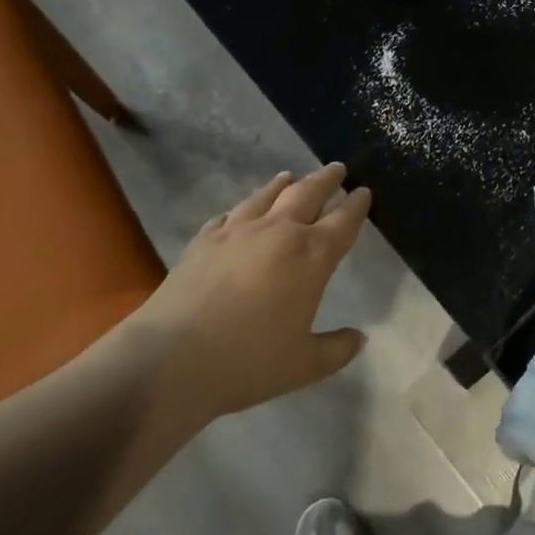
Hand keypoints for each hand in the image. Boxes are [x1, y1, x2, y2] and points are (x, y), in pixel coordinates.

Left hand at [135, 163, 372, 425]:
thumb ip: (336, 349)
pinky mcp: (203, 242)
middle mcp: (279, 233)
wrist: (169, 360)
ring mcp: (237, 233)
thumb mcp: (304, 365)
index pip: (344, 221)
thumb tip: (359, 338)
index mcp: (312, 256)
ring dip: (283, 184)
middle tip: (337, 168)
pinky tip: (239, 211)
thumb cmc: (248, 361)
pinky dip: (241, 209)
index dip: (357, 205)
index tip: (364, 192)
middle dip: (326, 180)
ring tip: (290, 176)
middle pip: (308, 194)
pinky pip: (228, 215)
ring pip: (267, 196)